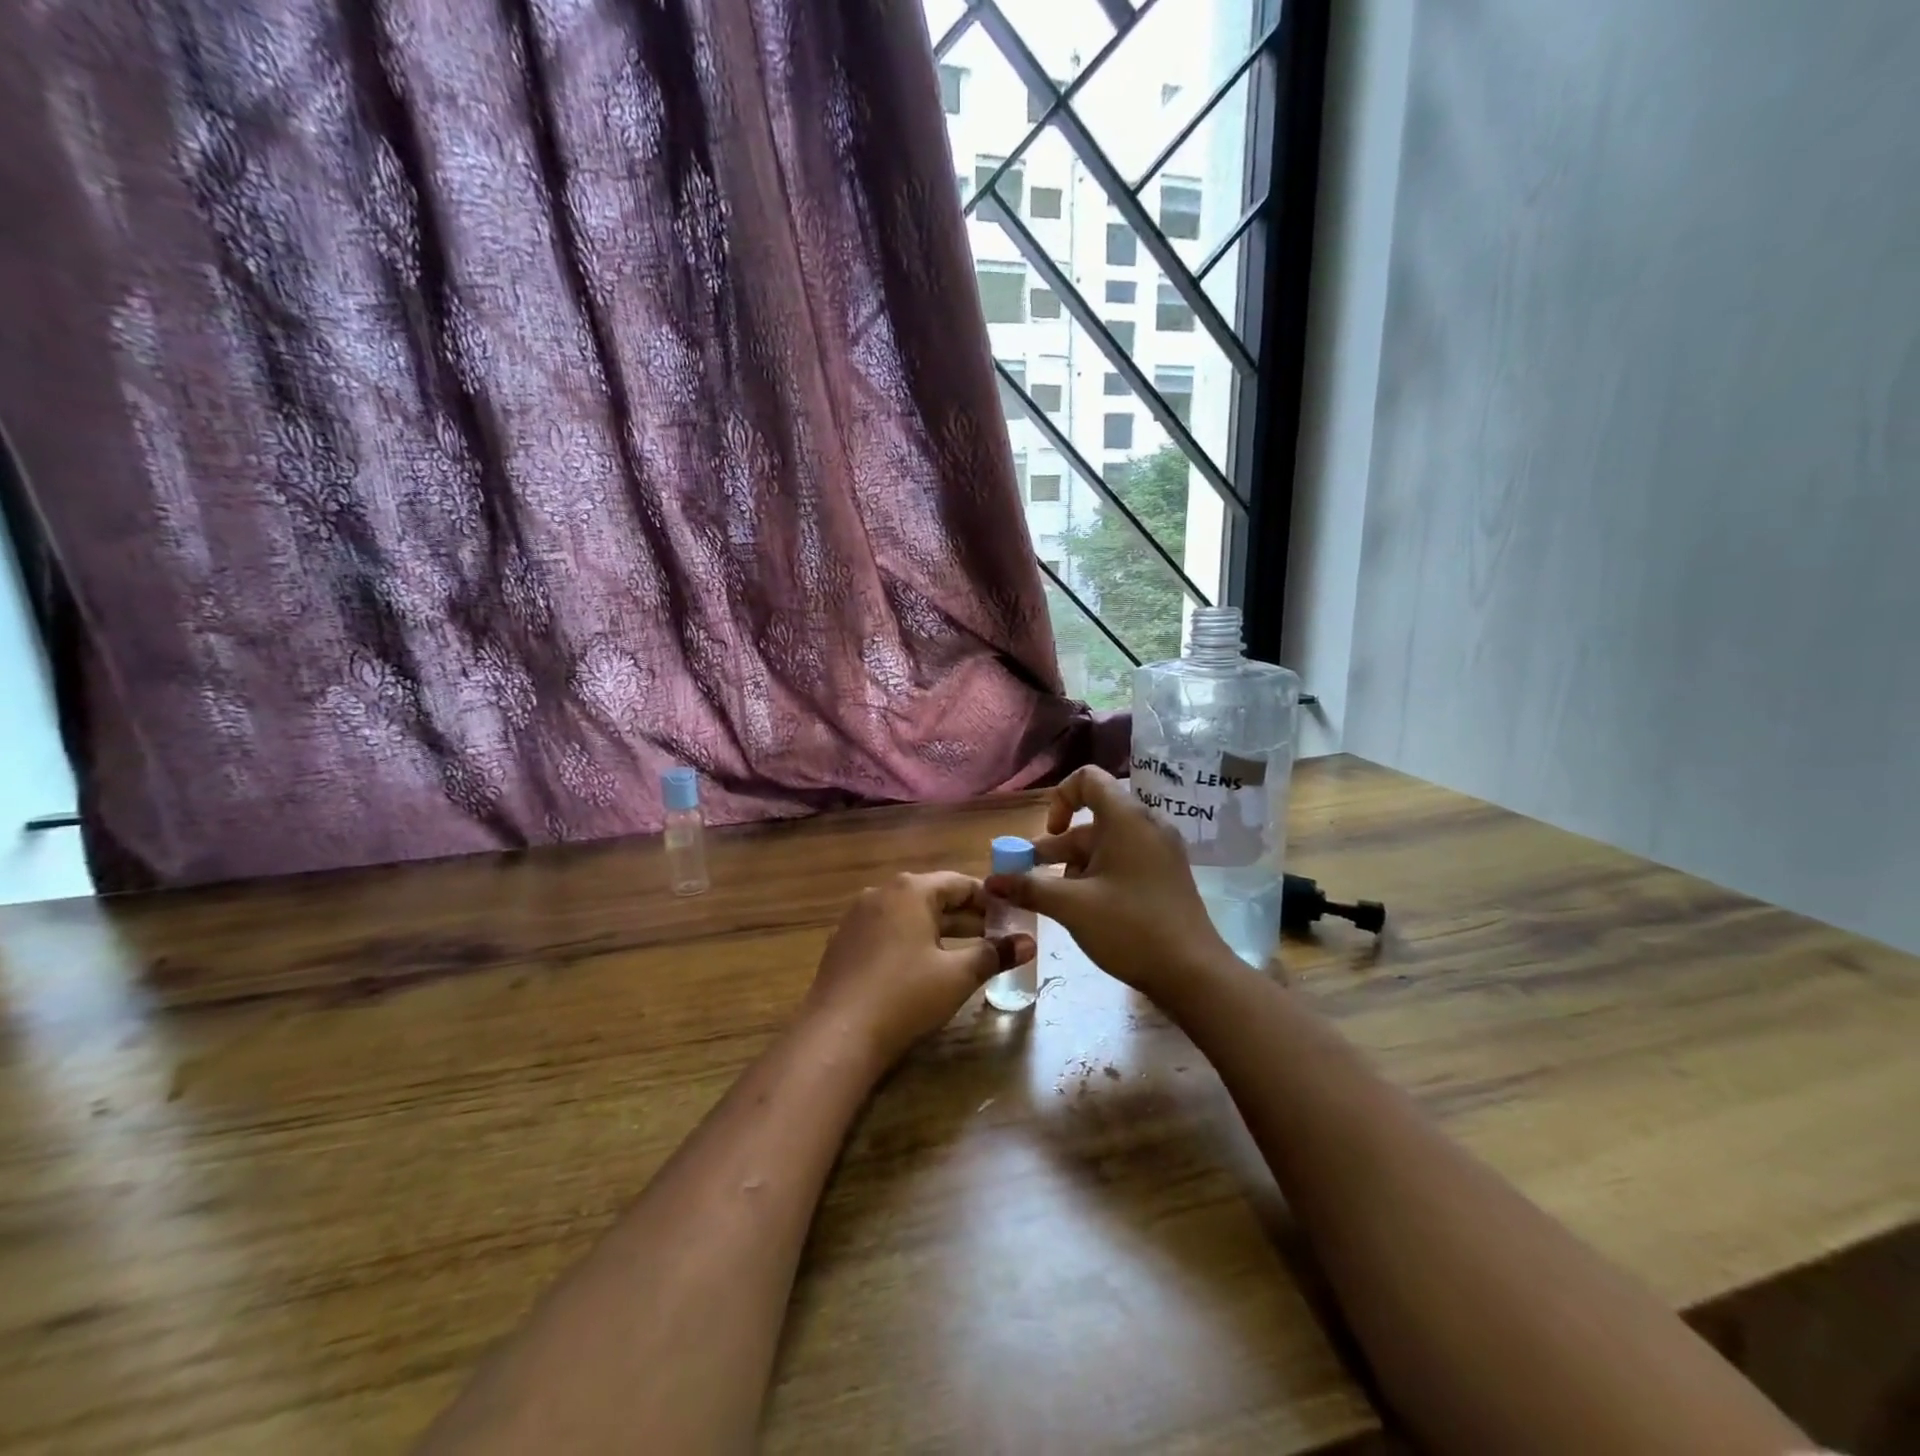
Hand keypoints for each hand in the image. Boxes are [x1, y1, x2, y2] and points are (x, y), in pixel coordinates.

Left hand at [804, 872, 1034, 1067]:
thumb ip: (995, 954)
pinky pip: (886, 931)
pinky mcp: (842, 942)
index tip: (1011, 918)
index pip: (959, 883)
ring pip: (908, 915)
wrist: (837, 1034)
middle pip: (932, 897)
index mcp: (910, 890)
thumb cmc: (905, 995)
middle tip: (996, 938)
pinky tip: (922, 967)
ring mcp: (856, 917)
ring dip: (938, 930)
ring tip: (965, 953)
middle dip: (966, 917)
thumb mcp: (958, 975)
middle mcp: (881, 893)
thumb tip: (1030, 942)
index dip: (989, 900)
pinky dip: (910, 941)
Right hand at [984, 765, 1230, 1000]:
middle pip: (1093, 818)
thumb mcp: (1071, 906)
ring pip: (1107, 844)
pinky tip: (1085, 908)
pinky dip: (1099, 874)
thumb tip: (990, 882)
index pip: (1088, 779)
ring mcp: (1160, 851)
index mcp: (1127, 818)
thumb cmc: (1130, 927)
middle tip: (1031, 874)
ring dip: (1075, 864)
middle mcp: (1146, 825)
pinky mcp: (1165, 875)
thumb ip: (1028, 888)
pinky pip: (1125, 860)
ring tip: (1056, 899)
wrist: (1194, 973)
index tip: (1049, 834)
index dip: (1060, 799)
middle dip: (1058, 845)